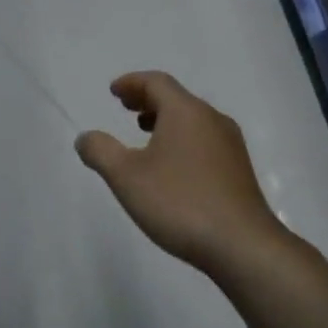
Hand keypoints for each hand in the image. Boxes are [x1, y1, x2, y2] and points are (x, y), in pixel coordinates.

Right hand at [75, 71, 283, 275]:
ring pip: (192, 120)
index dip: (132, 83)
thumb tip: (86, 138)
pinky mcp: (238, 170)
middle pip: (176, 98)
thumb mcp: (126, 177)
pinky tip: (172, 166)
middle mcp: (212, 120)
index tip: (114, 91)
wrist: (241, 244)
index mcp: (186, 112)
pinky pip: (204, 140)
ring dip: (165, 120)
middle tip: (125, 107)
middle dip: (148, 99)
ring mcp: (230, 145)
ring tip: (144, 134)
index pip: (157, 82)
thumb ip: (101, 152)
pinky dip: (181, 139)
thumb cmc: (179, 202)